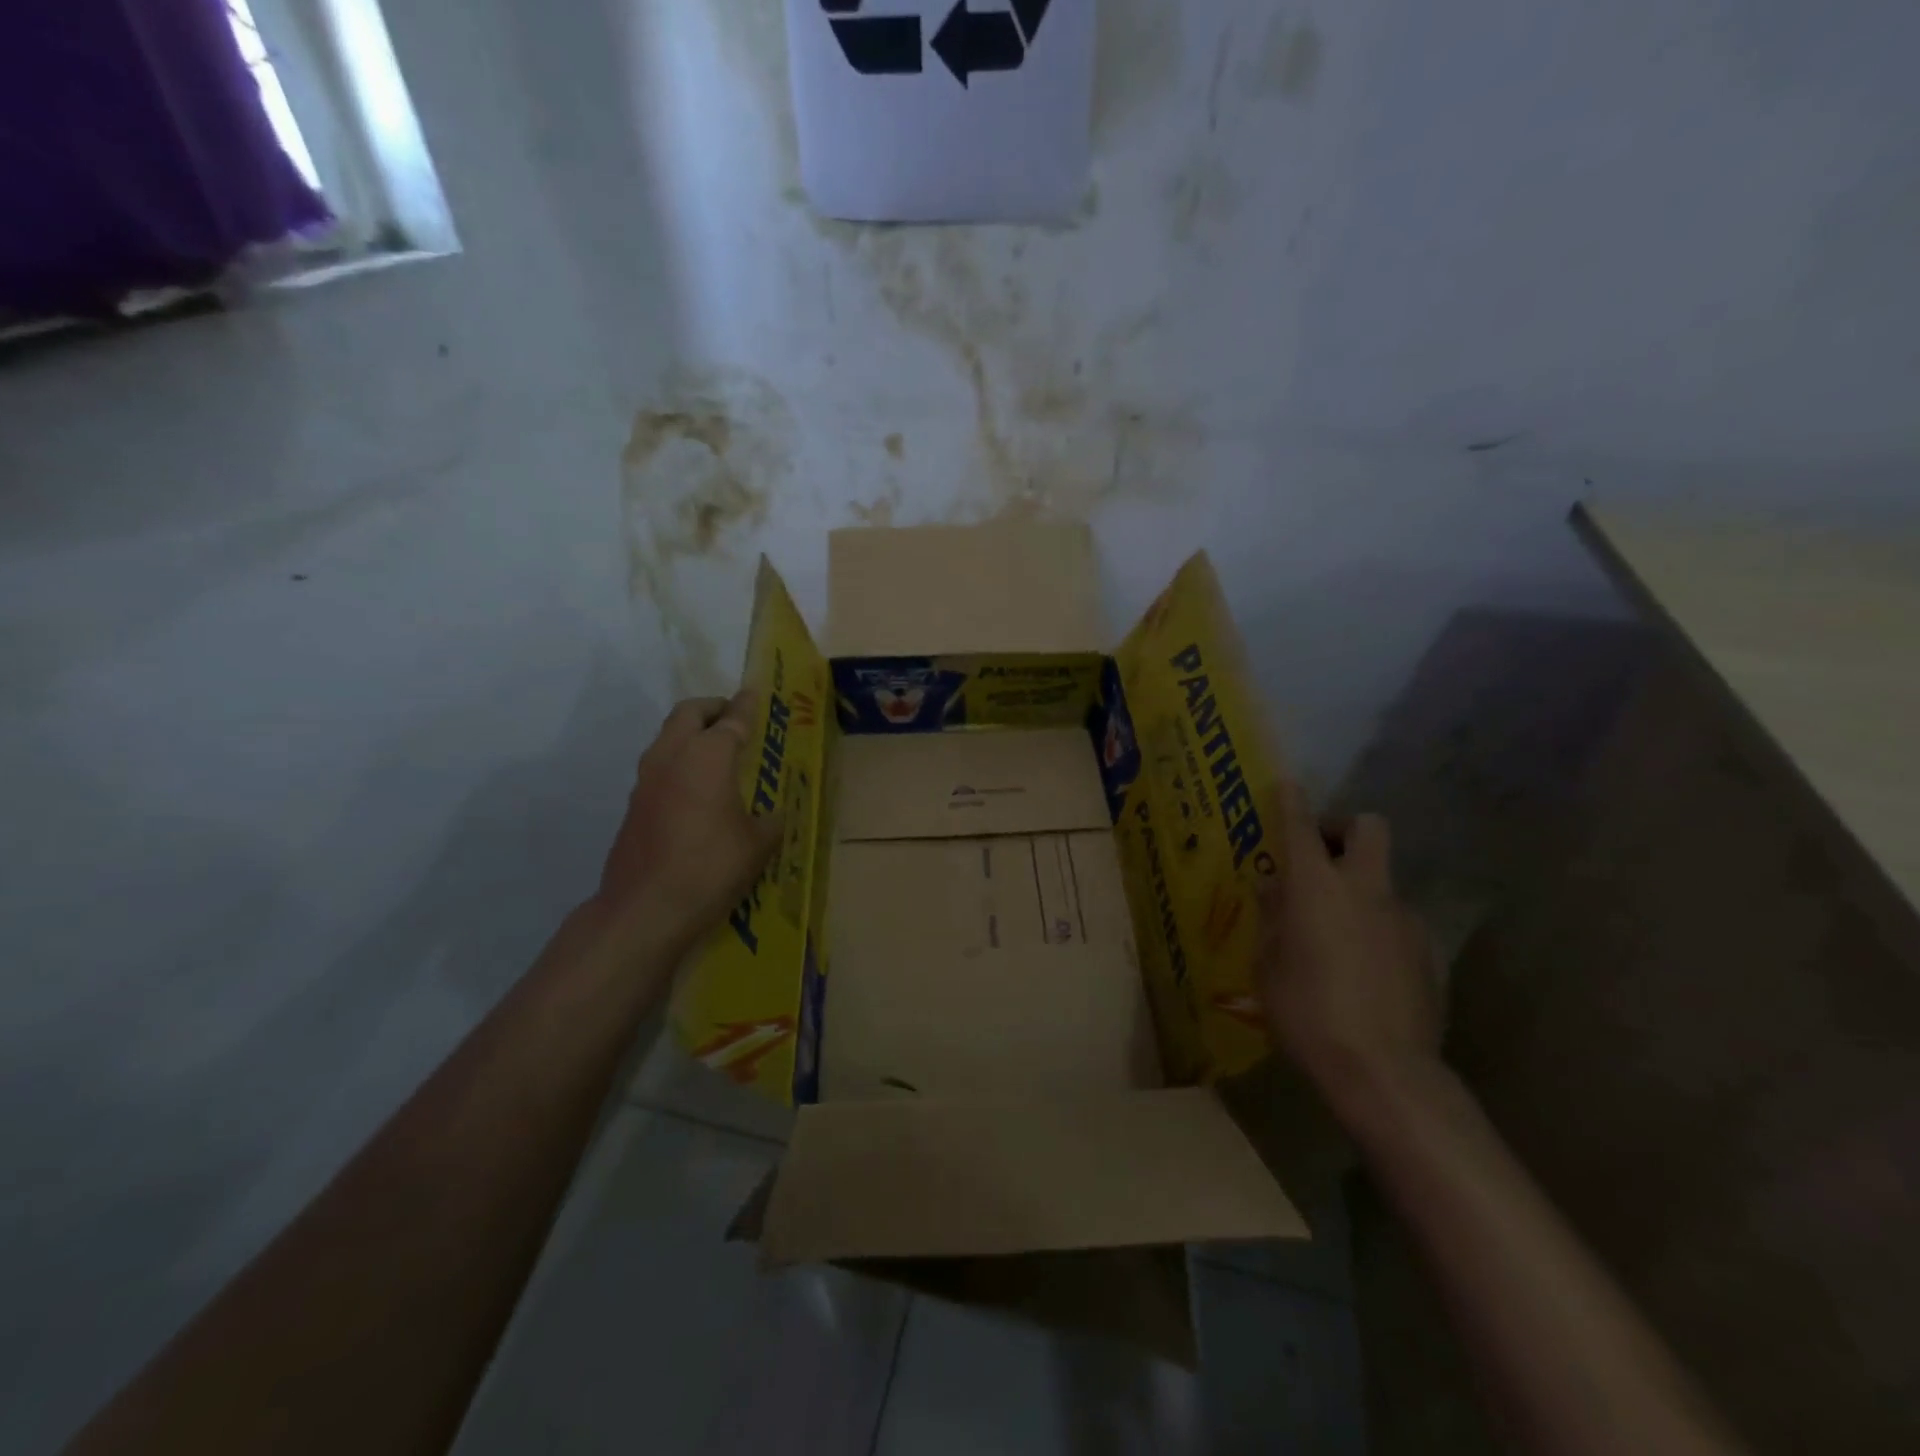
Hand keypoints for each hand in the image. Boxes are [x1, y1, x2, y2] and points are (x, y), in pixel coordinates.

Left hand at [594, 692, 782, 956]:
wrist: (645, 909)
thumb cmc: (711, 867)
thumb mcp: (758, 844)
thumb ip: (770, 820)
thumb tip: (773, 814)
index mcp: (708, 756)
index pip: (732, 720)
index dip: (746, 706)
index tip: (754, 693)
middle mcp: (673, 756)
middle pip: (689, 713)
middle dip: (712, 708)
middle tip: (733, 716)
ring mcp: (647, 780)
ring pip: (668, 737)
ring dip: (691, 733)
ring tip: (716, 750)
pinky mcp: (635, 804)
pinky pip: (660, 766)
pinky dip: (679, 761)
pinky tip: (697, 788)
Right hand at [1256, 784, 1442, 1111]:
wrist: (1384, 1071)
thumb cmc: (1306, 1012)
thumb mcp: (1267, 965)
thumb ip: (1272, 919)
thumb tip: (1275, 890)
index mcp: (1316, 887)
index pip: (1302, 826)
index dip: (1292, 801)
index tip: (1287, 786)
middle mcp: (1364, 889)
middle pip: (1368, 827)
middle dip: (1343, 829)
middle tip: (1319, 857)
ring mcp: (1403, 918)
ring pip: (1381, 880)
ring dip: (1357, 889)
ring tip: (1333, 934)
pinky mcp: (1427, 950)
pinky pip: (1395, 921)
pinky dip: (1376, 927)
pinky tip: (1361, 970)